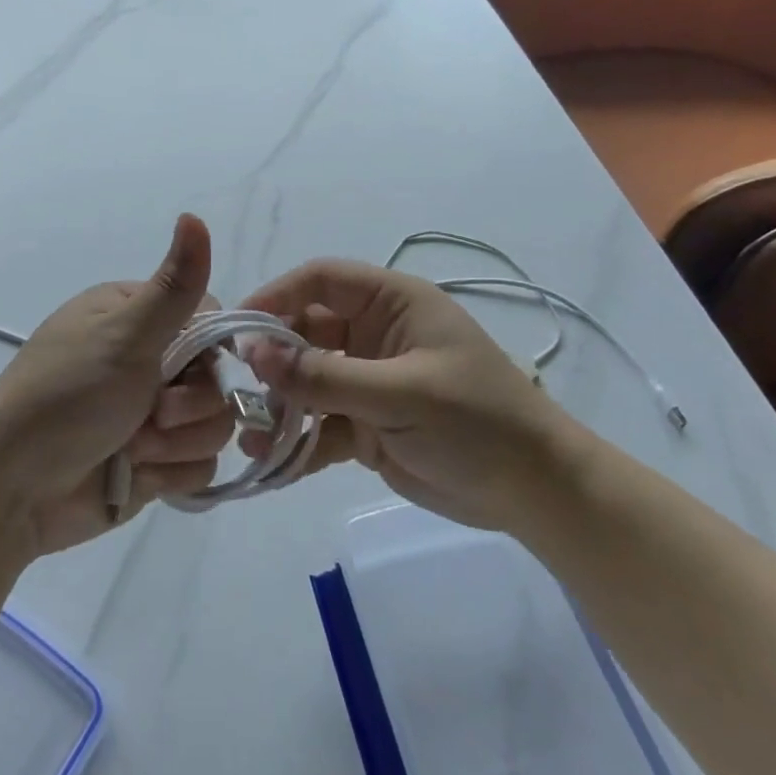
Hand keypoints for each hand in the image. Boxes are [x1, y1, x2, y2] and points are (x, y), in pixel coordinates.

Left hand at [0, 214, 233, 556]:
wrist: (12, 491)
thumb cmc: (66, 398)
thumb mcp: (123, 335)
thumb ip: (173, 286)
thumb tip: (193, 216)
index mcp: (134, 316)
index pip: (209, 319)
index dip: (211, 347)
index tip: (186, 365)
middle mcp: (146, 359)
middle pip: (217, 376)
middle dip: (190, 404)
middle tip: (151, 413)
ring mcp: (151, 413)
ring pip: (213, 423)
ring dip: (176, 443)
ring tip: (133, 448)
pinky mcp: (154, 461)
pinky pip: (198, 465)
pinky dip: (169, 473)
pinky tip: (134, 474)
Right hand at [239, 260, 578, 532]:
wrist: (537, 494)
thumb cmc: (477, 421)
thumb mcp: (401, 392)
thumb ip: (325, 375)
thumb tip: (253, 353)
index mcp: (391, 303)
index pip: (321, 280)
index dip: (277, 295)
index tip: (238, 328)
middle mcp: (374, 335)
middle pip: (305, 331)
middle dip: (272, 359)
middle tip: (239, 390)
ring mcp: (368, 381)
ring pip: (306, 381)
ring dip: (278, 405)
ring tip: (251, 436)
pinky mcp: (366, 424)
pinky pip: (319, 424)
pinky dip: (297, 441)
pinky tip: (271, 463)